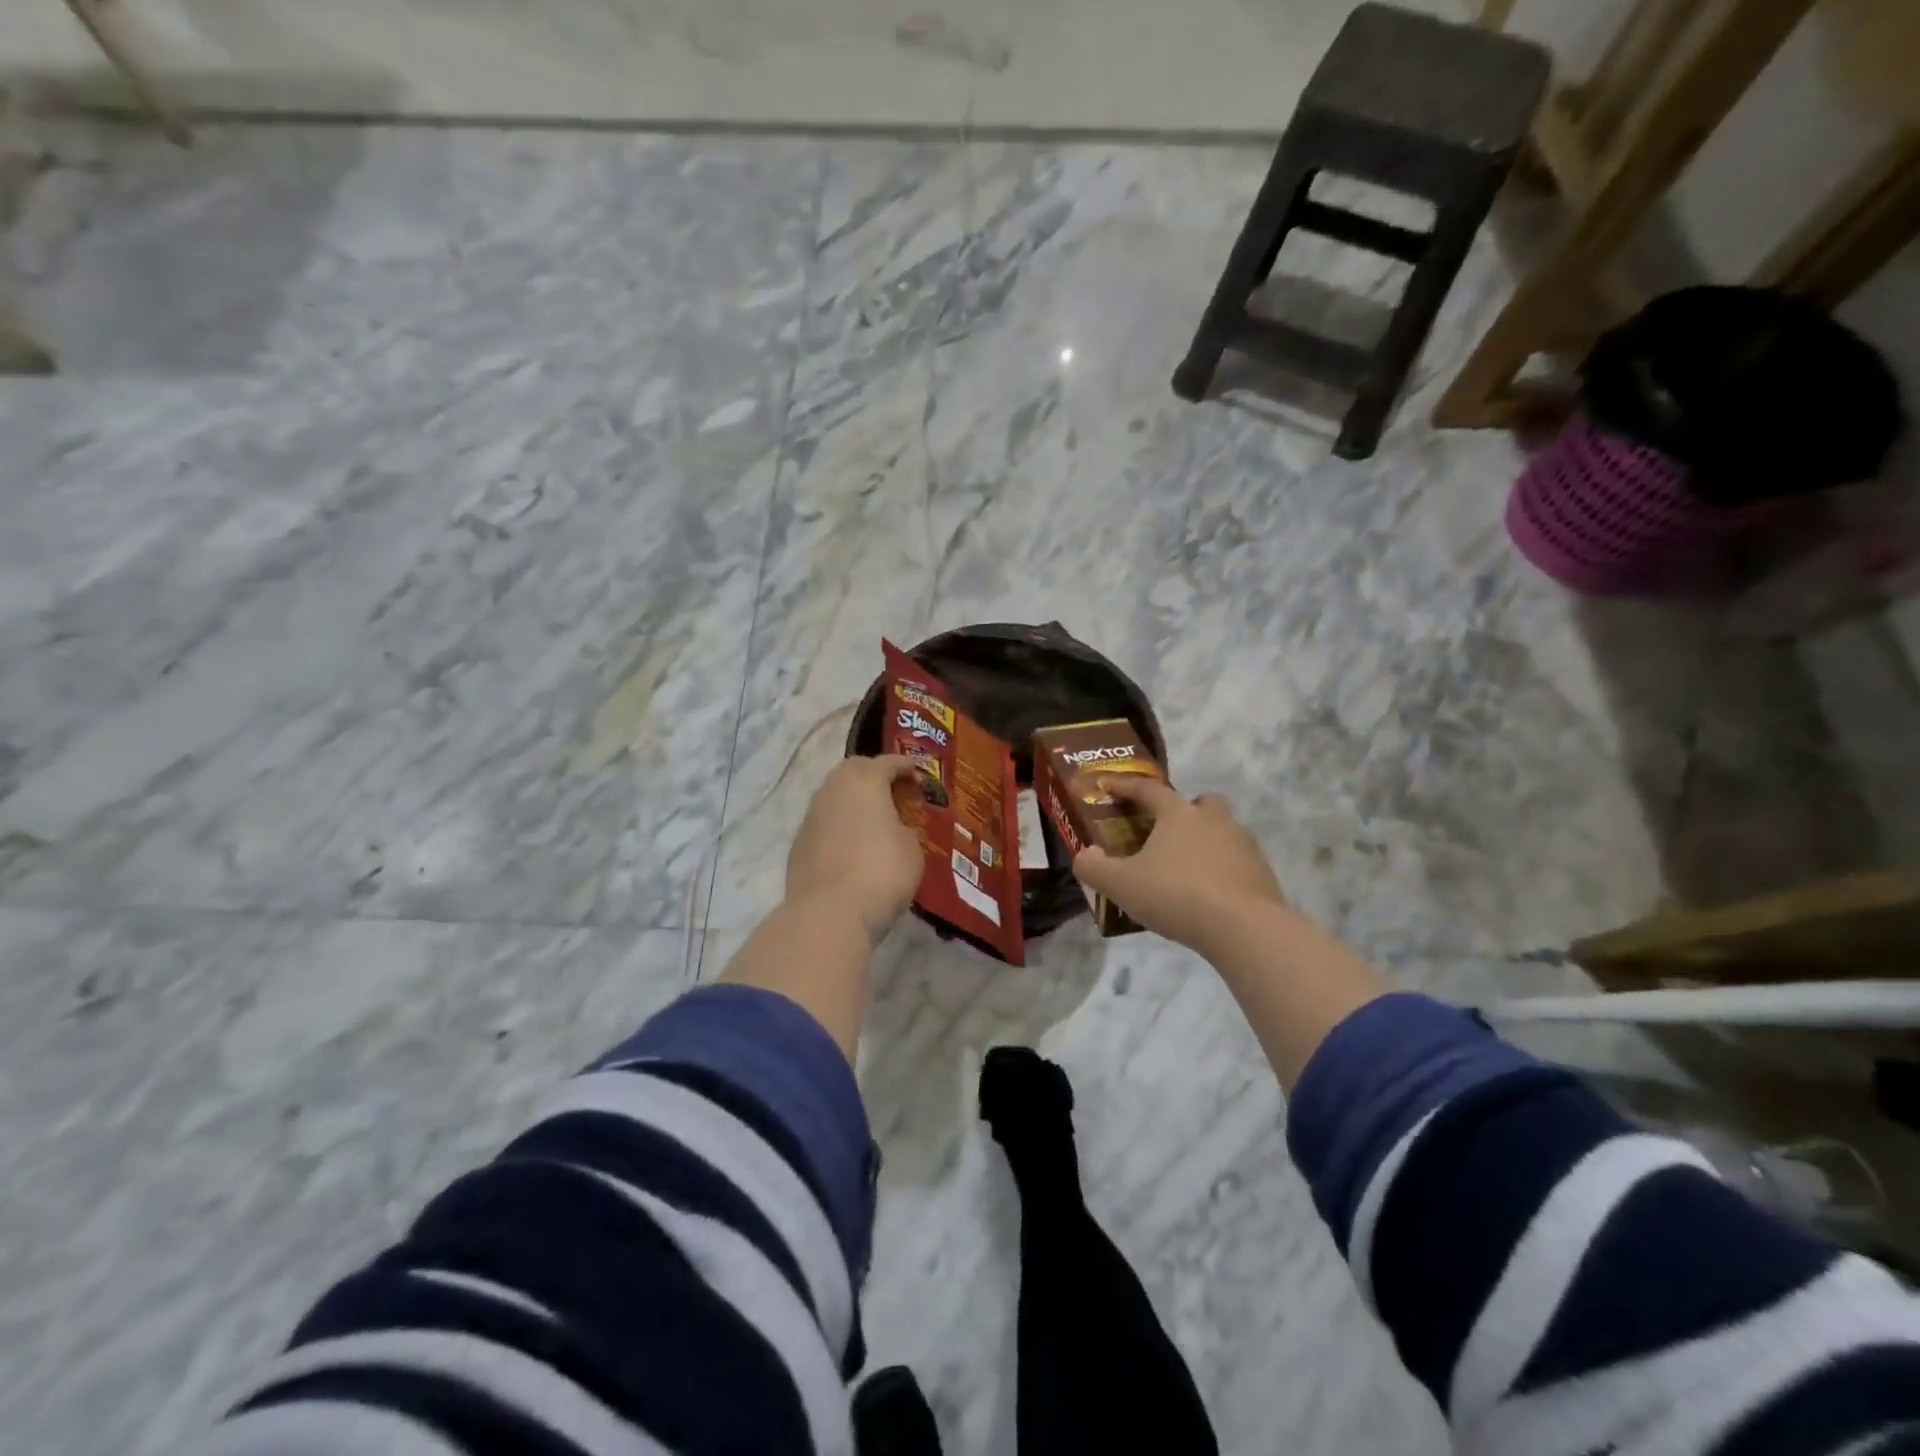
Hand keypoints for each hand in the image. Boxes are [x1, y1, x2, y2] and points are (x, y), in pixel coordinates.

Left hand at [786, 755, 925, 940]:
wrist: (829, 914)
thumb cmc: (881, 872)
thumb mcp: (911, 848)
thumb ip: (904, 829)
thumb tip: (893, 830)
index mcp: (863, 781)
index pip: (887, 762)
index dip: (905, 766)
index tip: (919, 775)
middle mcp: (831, 790)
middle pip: (853, 772)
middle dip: (874, 777)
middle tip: (894, 792)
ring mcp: (810, 818)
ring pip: (835, 798)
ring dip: (854, 804)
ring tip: (874, 821)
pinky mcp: (798, 846)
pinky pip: (825, 826)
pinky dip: (840, 828)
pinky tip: (853, 848)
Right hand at [1071, 778, 1286, 955]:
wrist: (1244, 928)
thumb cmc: (1176, 895)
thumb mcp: (1121, 885)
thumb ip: (1094, 868)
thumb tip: (1086, 854)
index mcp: (1178, 814)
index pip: (1147, 790)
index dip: (1124, 786)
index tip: (1107, 785)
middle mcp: (1213, 820)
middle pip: (1200, 803)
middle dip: (1184, 811)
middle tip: (1166, 831)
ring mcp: (1243, 844)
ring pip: (1223, 830)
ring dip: (1206, 841)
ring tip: (1187, 869)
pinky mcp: (1262, 872)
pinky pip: (1237, 862)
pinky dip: (1223, 870)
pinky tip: (1210, 894)